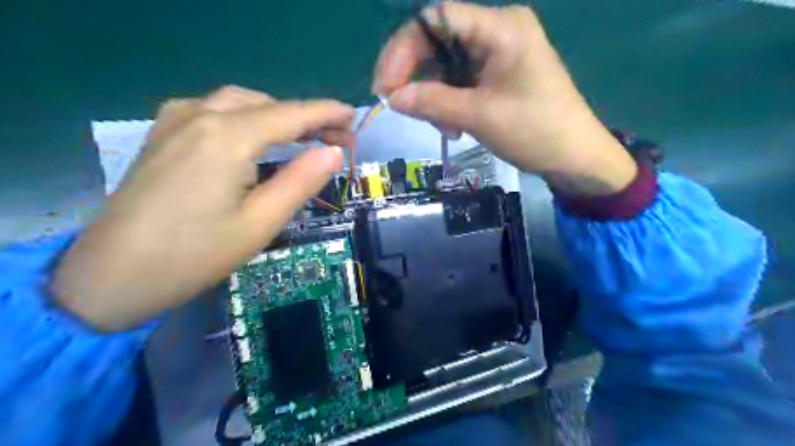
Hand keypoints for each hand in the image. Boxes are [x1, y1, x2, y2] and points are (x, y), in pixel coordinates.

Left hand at [52, 86, 352, 330]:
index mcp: (227, 137)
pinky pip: (212, 110)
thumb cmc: (194, 255)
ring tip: (302, 137)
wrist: (110, 277)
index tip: (353, 116)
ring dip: (276, 114)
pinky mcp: (162, 136)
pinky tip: (252, 134)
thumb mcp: (260, 222)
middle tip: (335, 139)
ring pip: (239, 102)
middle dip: (305, 117)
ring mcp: (175, 122)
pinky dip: (245, 115)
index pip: (290, 114)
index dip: (325, 113)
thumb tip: (333, 153)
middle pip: (266, 104)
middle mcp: (200, 116)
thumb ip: (300, 182)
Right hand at [370, 2, 637, 193]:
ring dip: (434, 97)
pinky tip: (454, 127)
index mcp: (500, 27)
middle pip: (438, 41)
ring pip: (445, 66)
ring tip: (445, 129)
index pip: (436, 18)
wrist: (574, 156)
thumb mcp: (479, 116)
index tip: (386, 86)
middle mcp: (497, 30)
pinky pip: (459, 81)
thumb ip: (433, 102)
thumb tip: (391, 97)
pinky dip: (449, 103)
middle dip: (417, 77)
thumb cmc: (535, 131)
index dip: (403, 49)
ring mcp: (497, 52)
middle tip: (401, 108)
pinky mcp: (497, 73)